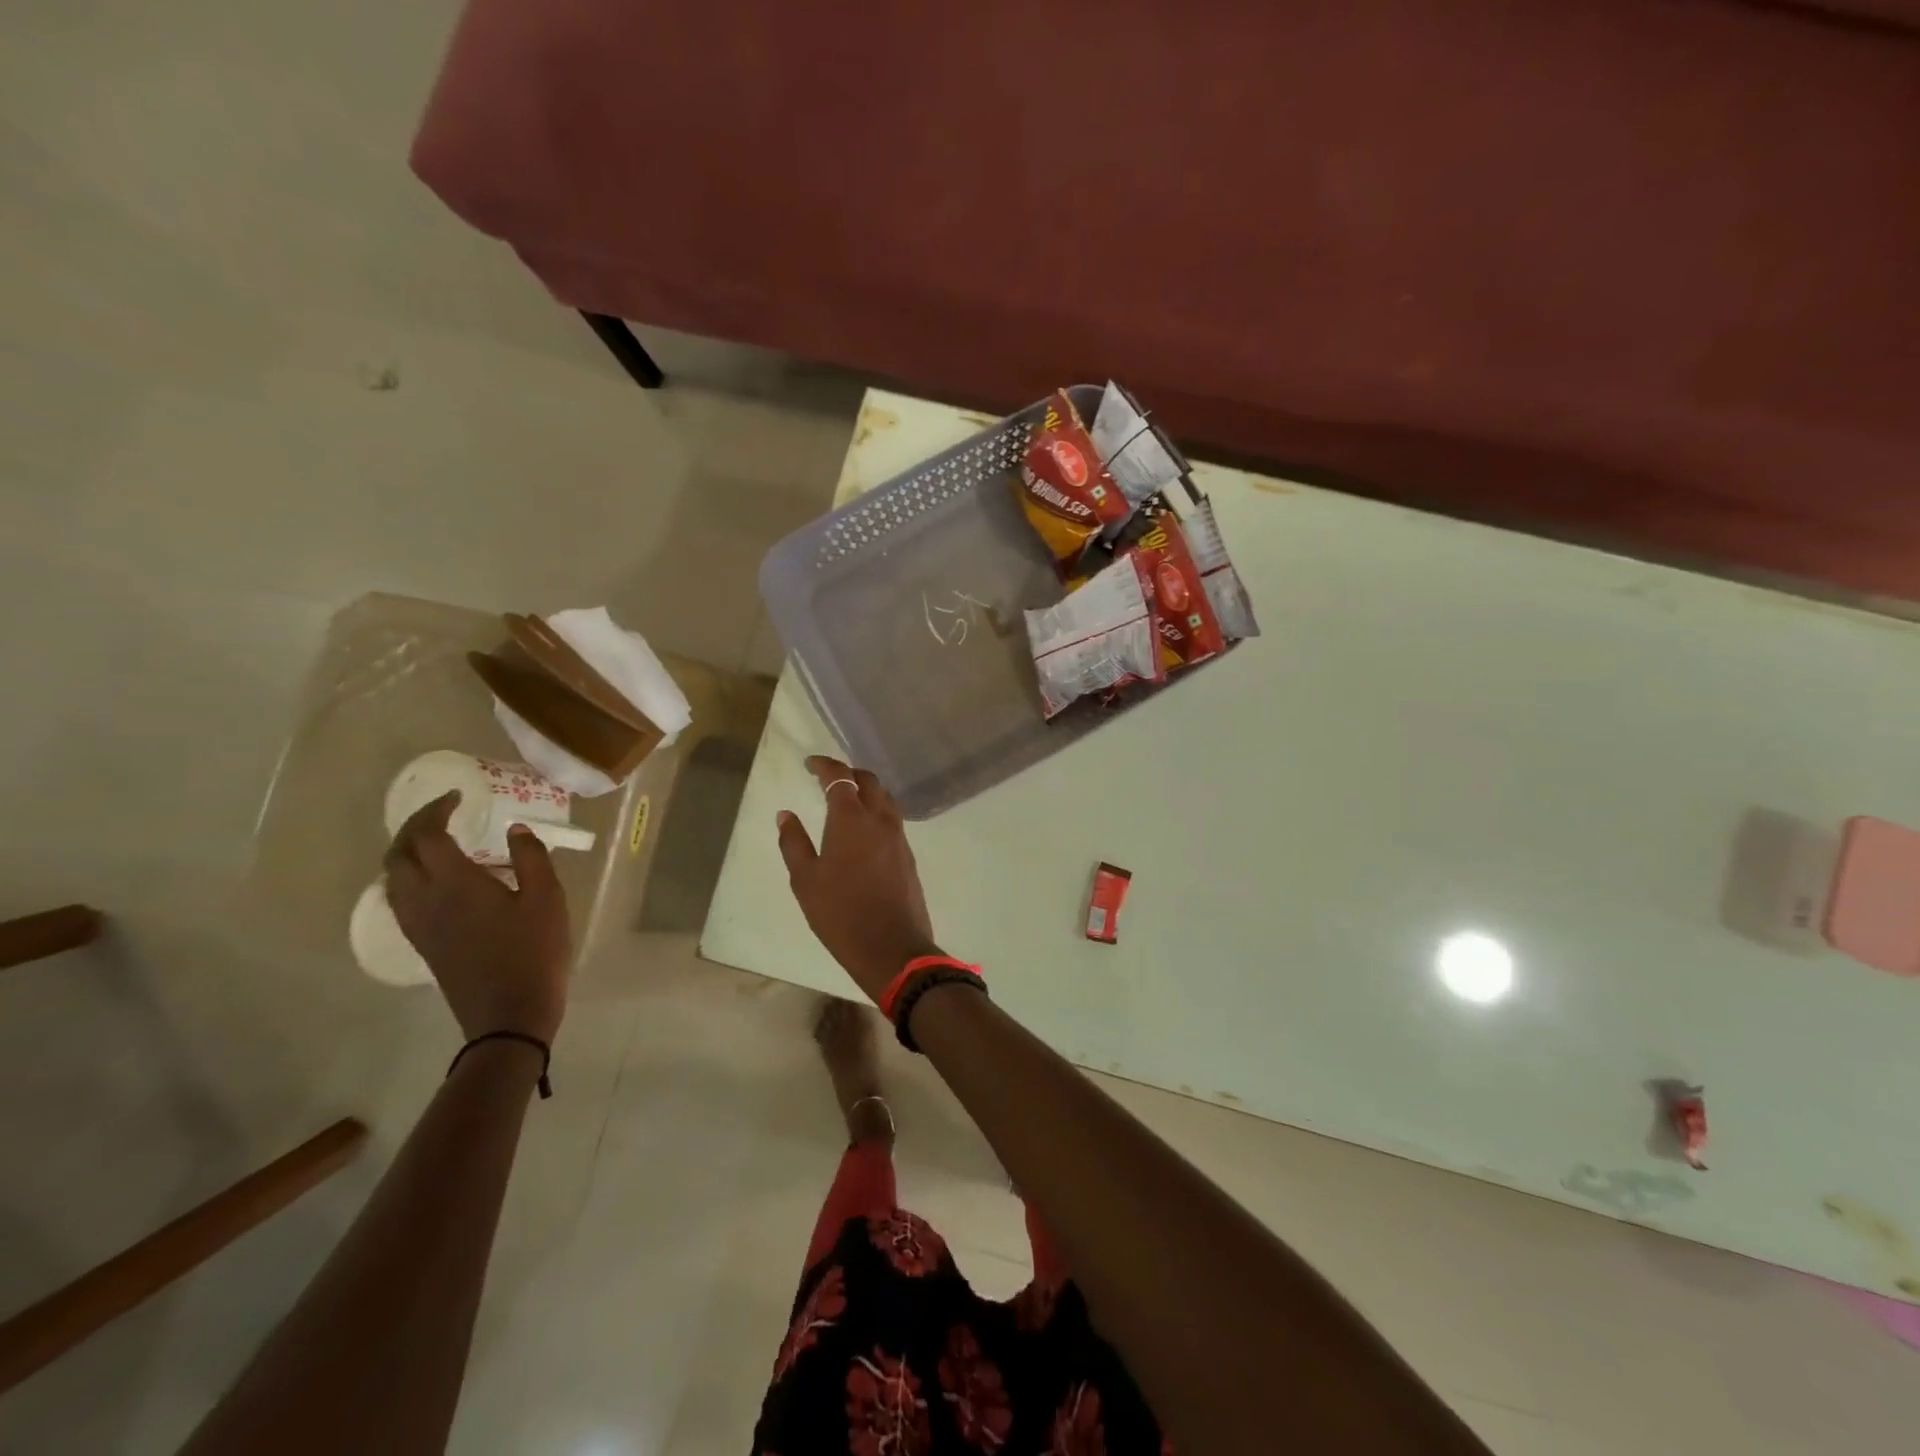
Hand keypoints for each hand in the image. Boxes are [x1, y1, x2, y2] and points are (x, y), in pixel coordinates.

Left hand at [383, 792, 569, 1043]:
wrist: (509, 1014)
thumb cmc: (534, 951)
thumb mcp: (547, 898)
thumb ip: (531, 858)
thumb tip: (515, 830)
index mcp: (454, 883)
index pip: (427, 835)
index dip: (436, 810)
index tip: (459, 797)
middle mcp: (423, 899)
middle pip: (399, 853)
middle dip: (415, 826)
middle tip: (445, 813)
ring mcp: (417, 924)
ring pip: (392, 877)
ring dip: (407, 851)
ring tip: (438, 841)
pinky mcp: (421, 941)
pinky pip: (399, 898)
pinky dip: (408, 875)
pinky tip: (437, 879)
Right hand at [777, 756, 939, 1001]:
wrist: (892, 947)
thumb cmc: (840, 914)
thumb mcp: (805, 880)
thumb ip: (794, 843)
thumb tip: (786, 815)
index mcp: (852, 819)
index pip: (840, 777)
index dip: (825, 765)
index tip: (810, 764)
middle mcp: (880, 820)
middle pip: (869, 781)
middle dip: (848, 773)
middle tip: (829, 778)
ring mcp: (899, 837)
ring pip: (885, 799)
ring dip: (867, 790)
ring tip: (848, 799)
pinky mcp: (908, 855)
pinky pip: (893, 819)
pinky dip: (878, 811)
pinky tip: (865, 828)